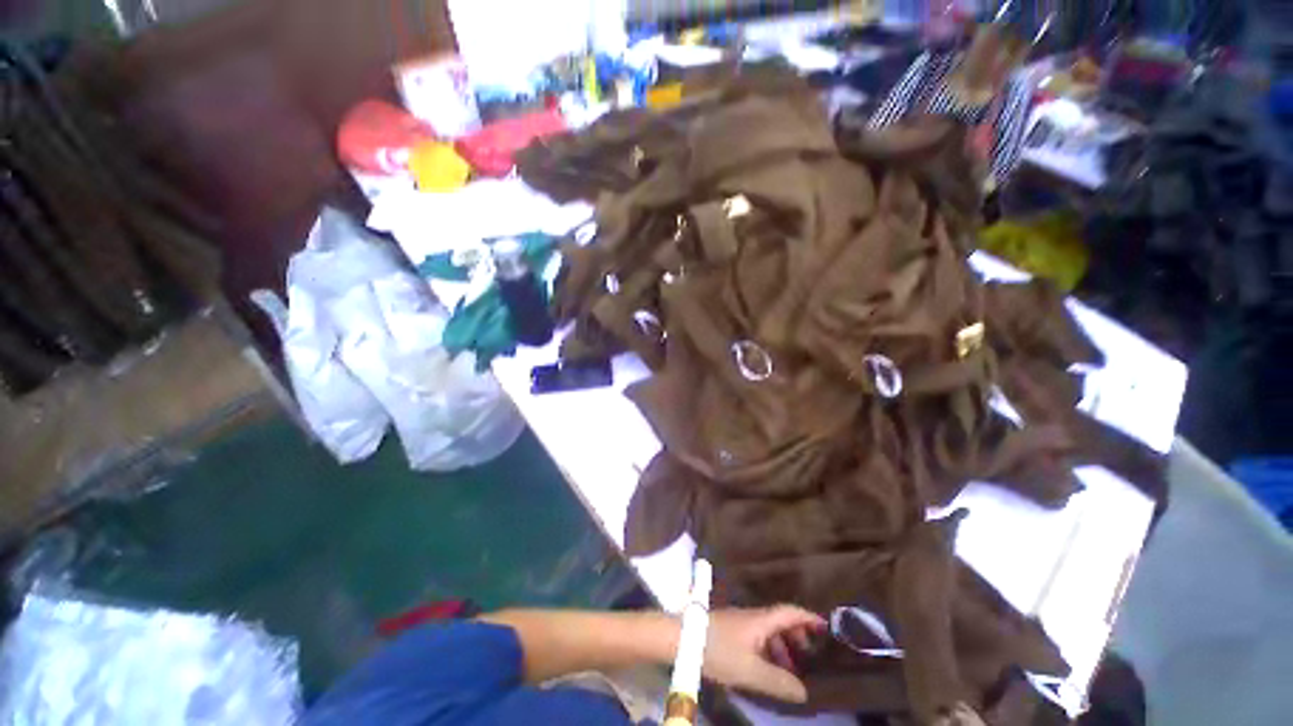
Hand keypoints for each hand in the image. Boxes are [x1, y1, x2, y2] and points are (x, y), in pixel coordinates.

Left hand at [703, 606, 826, 702]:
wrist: (682, 638)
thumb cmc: (718, 651)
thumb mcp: (751, 671)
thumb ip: (778, 681)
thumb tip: (804, 692)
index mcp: (760, 620)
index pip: (789, 612)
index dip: (808, 618)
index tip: (825, 627)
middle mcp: (751, 616)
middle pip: (779, 620)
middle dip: (796, 634)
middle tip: (808, 654)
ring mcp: (739, 622)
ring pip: (767, 629)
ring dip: (782, 645)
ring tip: (788, 668)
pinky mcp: (729, 631)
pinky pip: (756, 636)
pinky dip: (768, 649)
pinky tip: (764, 668)